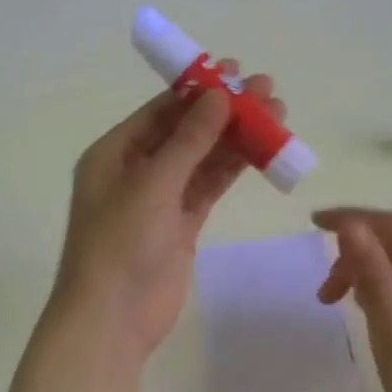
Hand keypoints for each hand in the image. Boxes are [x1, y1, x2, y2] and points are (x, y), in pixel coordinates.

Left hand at [53, 64, 285, 358]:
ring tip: (278, 115)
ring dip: (236, 138)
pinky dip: (233, 169)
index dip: (199, 89)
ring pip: (203, 158)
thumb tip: (218, 95)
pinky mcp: (181, 224)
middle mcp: (135, 169)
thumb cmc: (120, 244)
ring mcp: (160, 198)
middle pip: (186, 131)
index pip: (161, 110)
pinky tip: (263, 151)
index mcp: (113, 153)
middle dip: (225, 111)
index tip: (236, 71)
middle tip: (269, 90)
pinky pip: (209, 187)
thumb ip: (189, 140)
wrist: (112, 320)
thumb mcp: (153, 184)